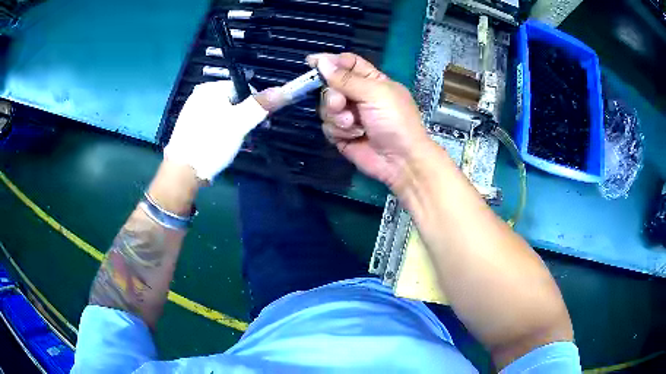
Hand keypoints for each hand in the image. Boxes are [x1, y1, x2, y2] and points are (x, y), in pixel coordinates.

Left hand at [164, 81, 277, 181]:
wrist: (183, 172)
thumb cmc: (211, 143)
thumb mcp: (240, 123)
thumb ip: (261, 105)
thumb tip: (285, 89)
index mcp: (211, 88)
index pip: (244, 88)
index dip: (256, 105)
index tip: (260, 125)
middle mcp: (200, 94)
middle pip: (234, 101)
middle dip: (245, 118)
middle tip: (248, 137)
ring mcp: (193, 111)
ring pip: (225, 113)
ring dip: (236, 126)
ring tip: (236, 144)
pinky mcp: (190, 126)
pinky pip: (214, 123)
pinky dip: (222, 131)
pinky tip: (222, 144)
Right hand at [308, 53, 430, 191]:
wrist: (400, 161)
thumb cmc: (395, 121)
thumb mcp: (375, 93)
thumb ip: (346, 78)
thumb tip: (321, 60)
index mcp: (371, 80)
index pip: (347, 63)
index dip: (330, 61)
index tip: (311, 62)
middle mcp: (358, 96)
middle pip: (331, 86)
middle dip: (332, 96)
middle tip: (340, 104)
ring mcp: (350, 116)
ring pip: (326, 107)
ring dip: (337, 116)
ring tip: (353, 125)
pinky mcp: (343, 134)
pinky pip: (327, 126)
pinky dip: (338, 131)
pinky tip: (353, 136)